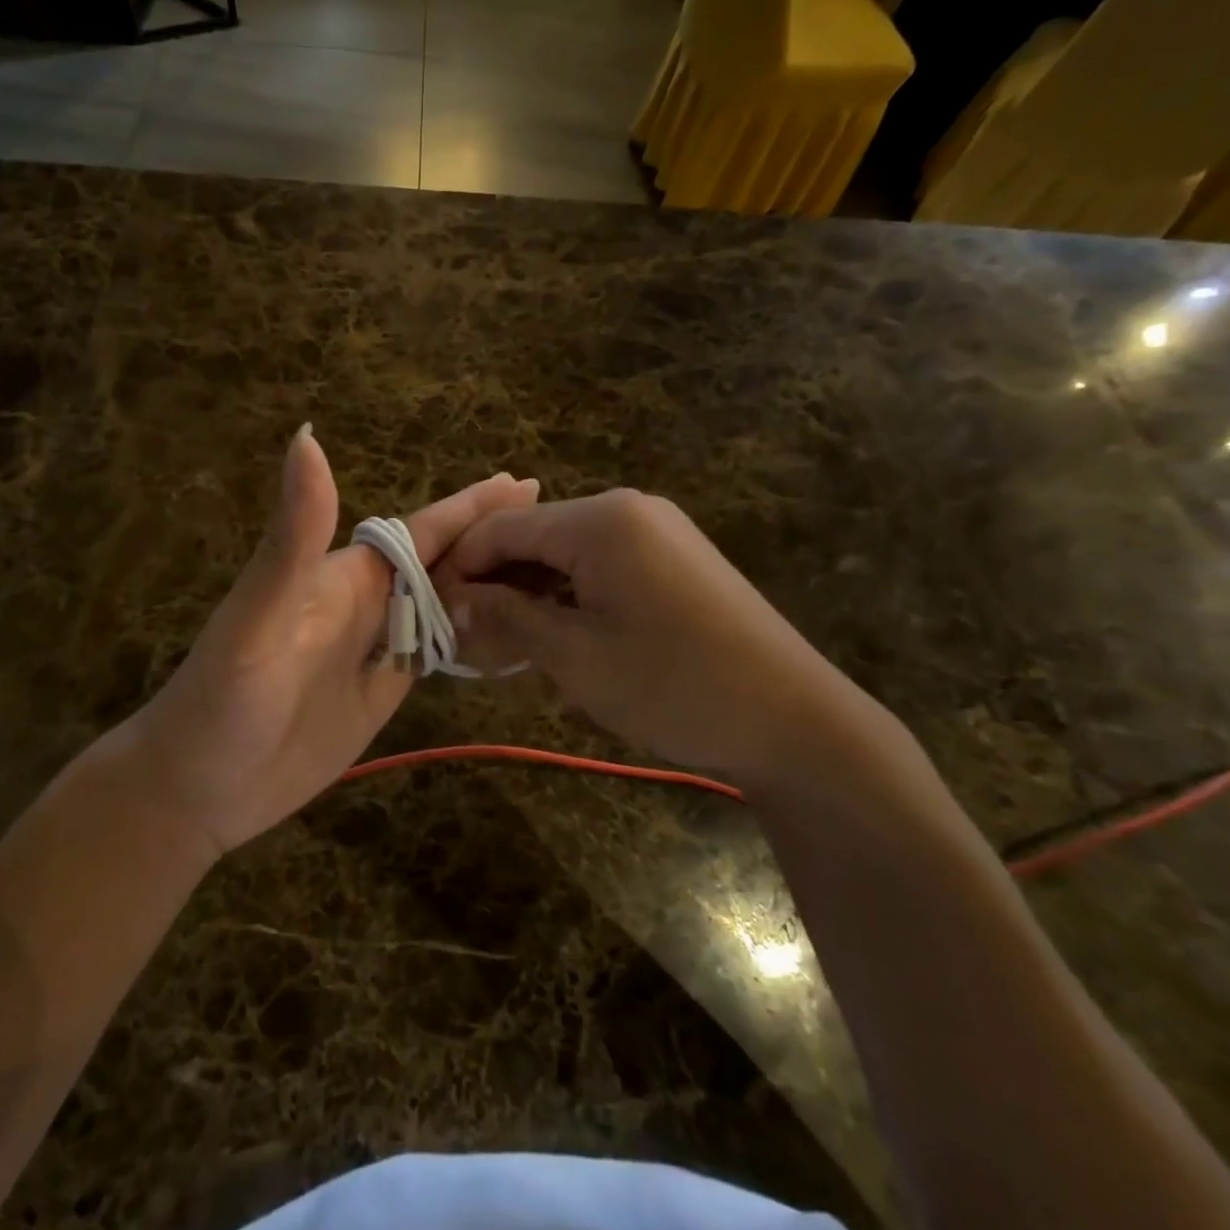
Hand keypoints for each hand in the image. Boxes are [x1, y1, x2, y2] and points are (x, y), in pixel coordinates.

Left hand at [102, 426, 537, 859]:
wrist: (198, 789)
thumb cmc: (223, 700)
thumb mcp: (258, 616)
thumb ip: (293, 537)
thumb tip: (306, 435)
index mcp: (348, 576)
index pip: (423, 531)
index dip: (472, 506)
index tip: (526, 485)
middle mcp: (368, 603)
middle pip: (444, 562)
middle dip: (494, 539)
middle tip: (553, 524)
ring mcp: (377, 649)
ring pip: (447, 605)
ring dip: (491, 586)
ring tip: (545, 574)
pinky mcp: (382, 693)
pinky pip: (439, 653)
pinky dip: (475, 637)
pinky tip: (506, 633)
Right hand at [435, 490, 888, 785]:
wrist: (793, 719)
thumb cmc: (674, 685)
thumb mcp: (576, 657)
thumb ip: (507, 619)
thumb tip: (452, 601)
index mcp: (599, 520)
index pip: (501, 528)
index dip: (461, 568)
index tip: (436, 615)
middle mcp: (626, 510)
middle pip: (533, 537)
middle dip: (496, 586)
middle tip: (472, 645)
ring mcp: (655, 532)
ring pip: (565, 555)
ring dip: (532, 597)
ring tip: (511, 652)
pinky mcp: (674, 559)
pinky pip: (601, 567)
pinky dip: (570, 599)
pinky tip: (560, 640)